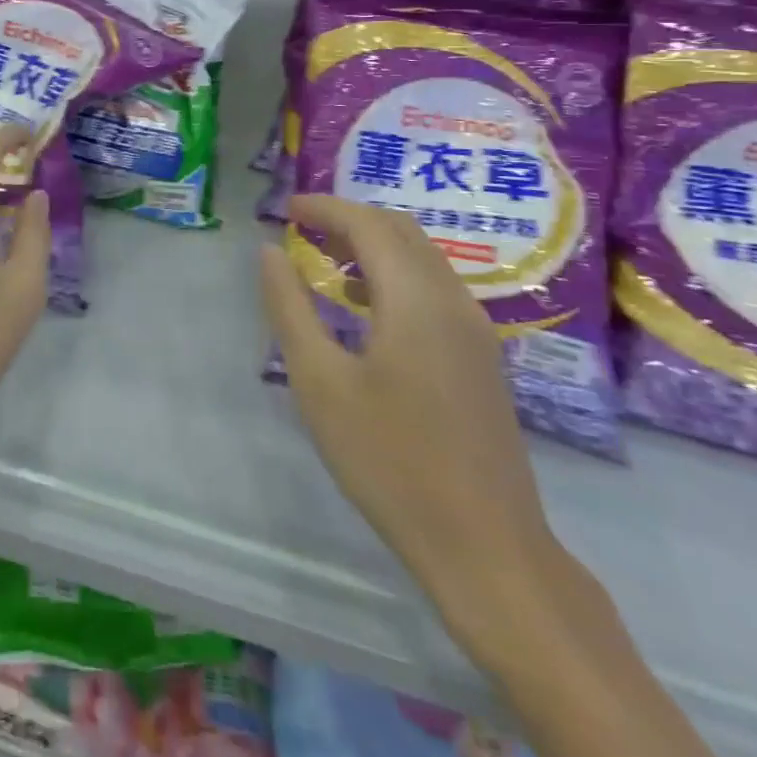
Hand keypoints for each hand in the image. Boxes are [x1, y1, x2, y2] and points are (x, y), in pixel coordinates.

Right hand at [258, 195, 561, 640]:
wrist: (486, 548)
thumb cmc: (389, 460)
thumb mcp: (319, 381)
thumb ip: (290, 307)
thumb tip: (270, 251)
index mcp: (416, 299)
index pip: (369, 224)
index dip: (325, 208)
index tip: (286, 208)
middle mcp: (454, 300)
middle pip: (402, 231)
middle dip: (351, 218)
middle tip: (304, 226)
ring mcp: (475, 331)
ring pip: (423, 258)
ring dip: (375, 244)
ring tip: (327, 257)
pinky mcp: (482, 359)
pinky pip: (435, 288)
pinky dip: (396, 274)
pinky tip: (367, 306)